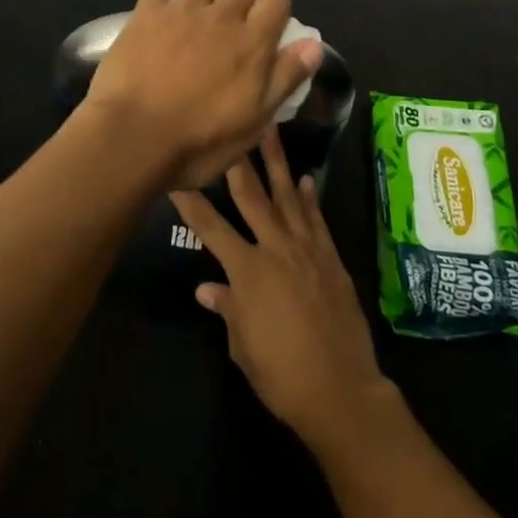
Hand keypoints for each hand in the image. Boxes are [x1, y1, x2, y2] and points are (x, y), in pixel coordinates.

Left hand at [81, 0, 322, 190]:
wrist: (133, 137)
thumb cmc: (200, 141)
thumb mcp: (255, 122)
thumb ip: (285, 78)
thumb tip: (314, 45)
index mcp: (252, 42)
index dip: (276, 10)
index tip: (269, 30)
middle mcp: (221, 17)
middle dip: (242, 2)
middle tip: (231, 31)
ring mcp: (181, 12)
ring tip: (198, 18)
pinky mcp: (146, 14)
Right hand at [170, 130, 395, 451]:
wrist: (340, 390)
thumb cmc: (281, 374)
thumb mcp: (242, 345)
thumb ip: (227, 309)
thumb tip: (207, 288)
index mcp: (246, 271)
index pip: (210, 226)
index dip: (191, 201)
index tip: (177, 175)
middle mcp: (275, 249)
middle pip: (252, 197)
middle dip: (239, 161)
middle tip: (233, 128)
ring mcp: (307, 251)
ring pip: (289, 197)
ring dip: (279, 163)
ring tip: (272, 132)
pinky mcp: (331, 259)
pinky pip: (317, 220)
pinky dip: (311, 198)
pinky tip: (307, 179)